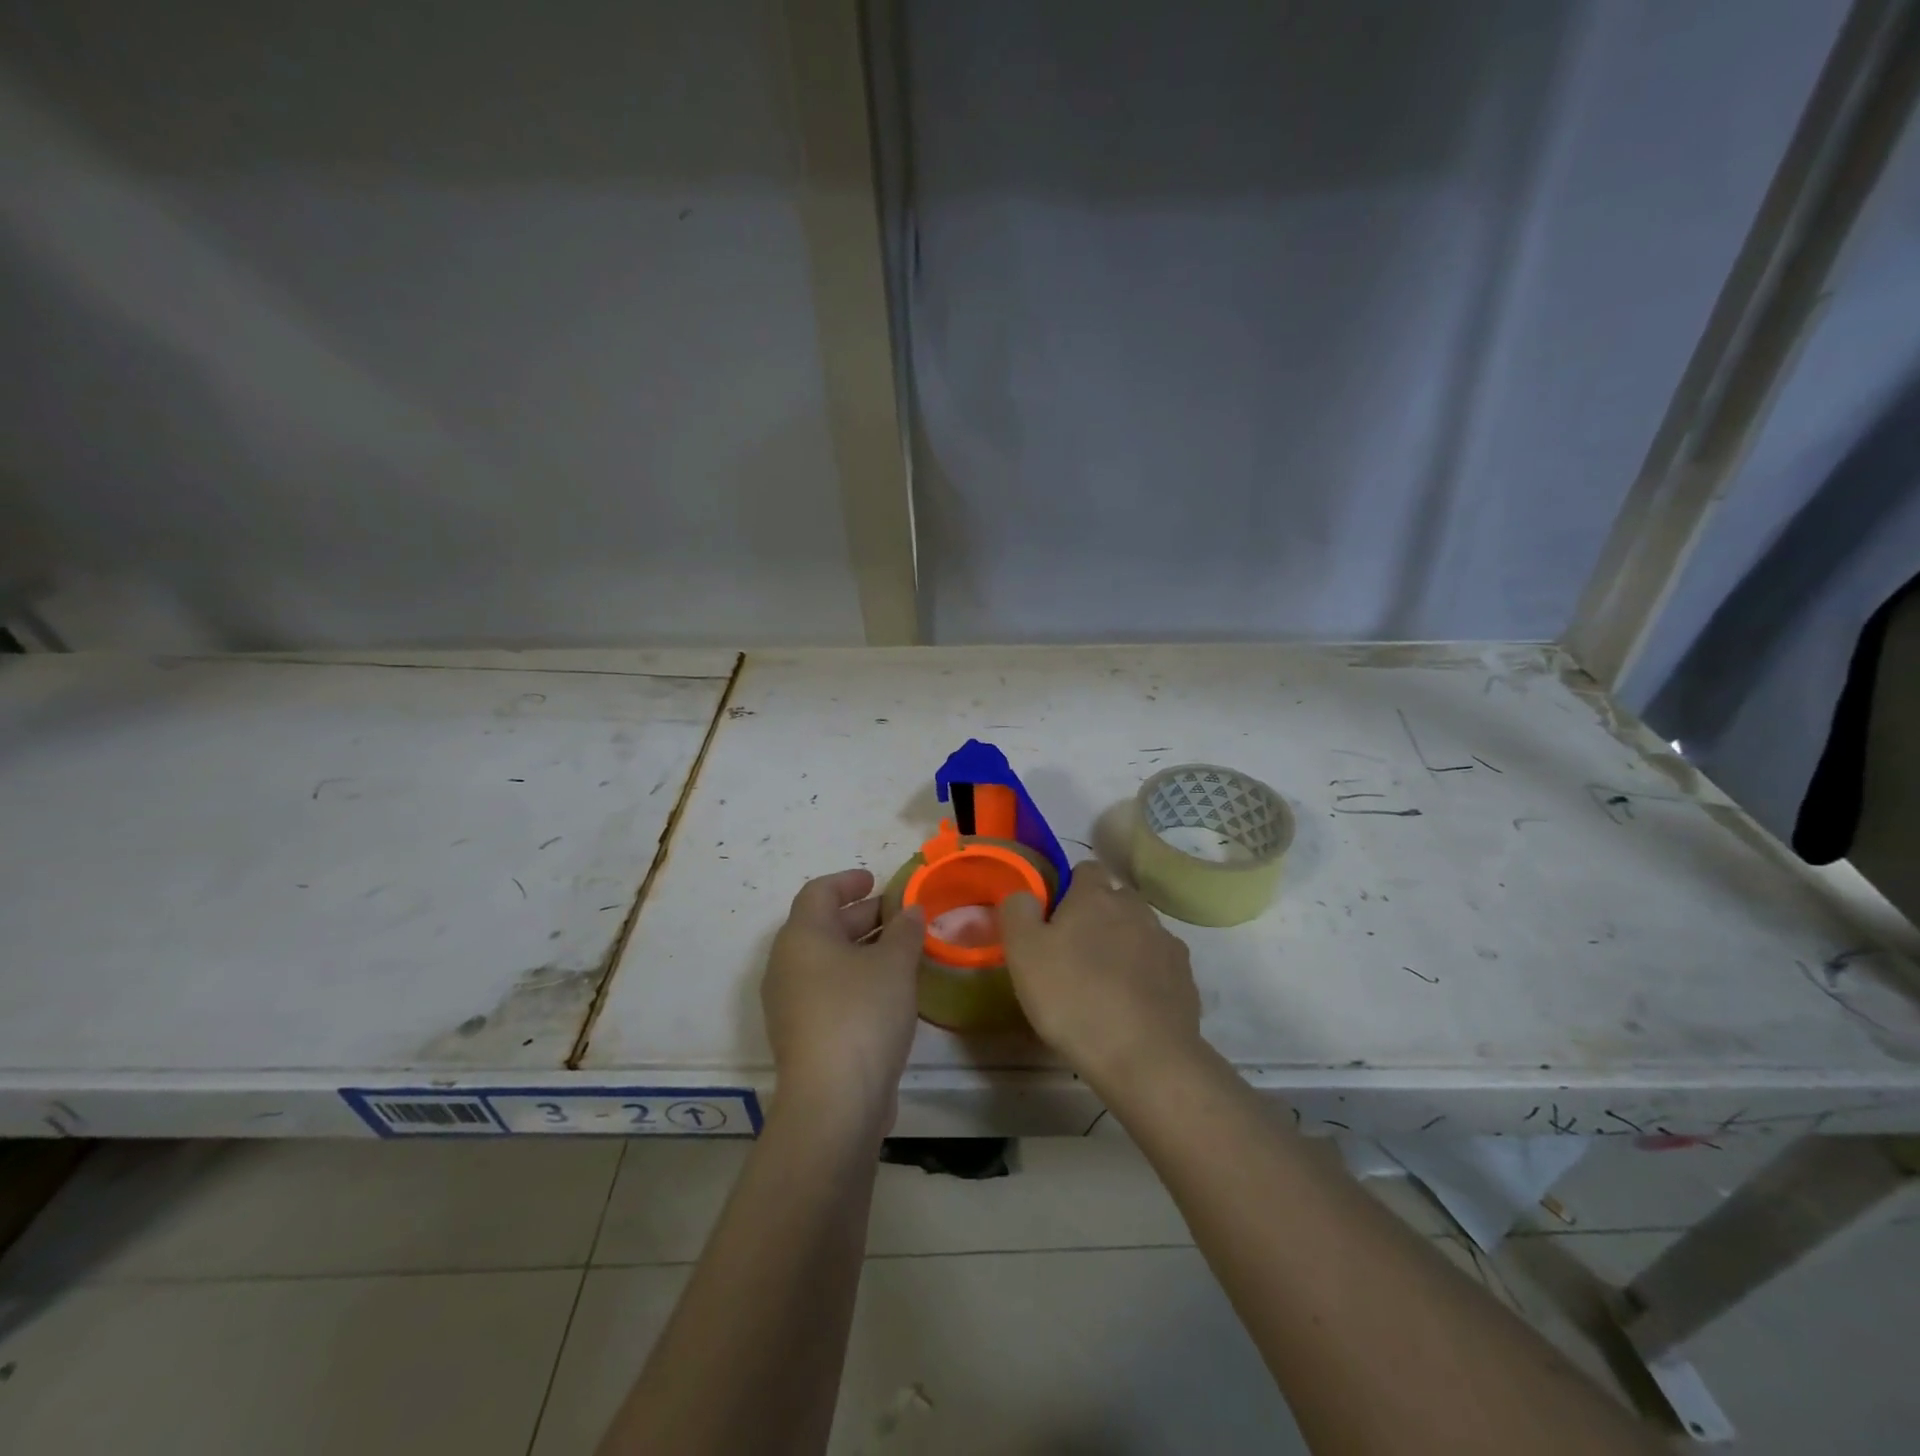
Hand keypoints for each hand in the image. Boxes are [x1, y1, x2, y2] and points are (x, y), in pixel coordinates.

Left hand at [763, 868, 924, 1132]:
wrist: (833, 1101)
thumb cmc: (862, 1014)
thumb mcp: (894, 964)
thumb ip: (905, 931)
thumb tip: (910, 911)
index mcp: (802, 936)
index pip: (819, 892)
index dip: (848, 881)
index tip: (875, 880)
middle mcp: (786, 964)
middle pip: (822, 926)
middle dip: (862, 916)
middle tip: (899, 916)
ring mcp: (789, 1003)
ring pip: (826, 961)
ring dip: (861, 950)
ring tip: (901, 952)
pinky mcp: (801, 1035)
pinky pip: (827, 991)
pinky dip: (854, 980)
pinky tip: (888, 992)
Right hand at [1000, 862, 1202, 1090]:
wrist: (1144, 1057)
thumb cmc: (1073, 998)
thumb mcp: (1024, 953)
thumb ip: (1017, 911)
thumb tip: (1023, 893)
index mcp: (1095, 896)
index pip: (1085, 870)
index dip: (1069, 889)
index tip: (1054, 920)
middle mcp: (1136, 909)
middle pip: (1115, 900)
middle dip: (1098, 917)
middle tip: (1074, 954)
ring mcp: (1166, 942)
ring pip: (1139, 931)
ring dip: (1123, 946)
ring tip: (1103, 985)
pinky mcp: (1185, 977)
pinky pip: (1159, 965)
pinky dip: (1146, 976)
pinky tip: (1131, 1006)